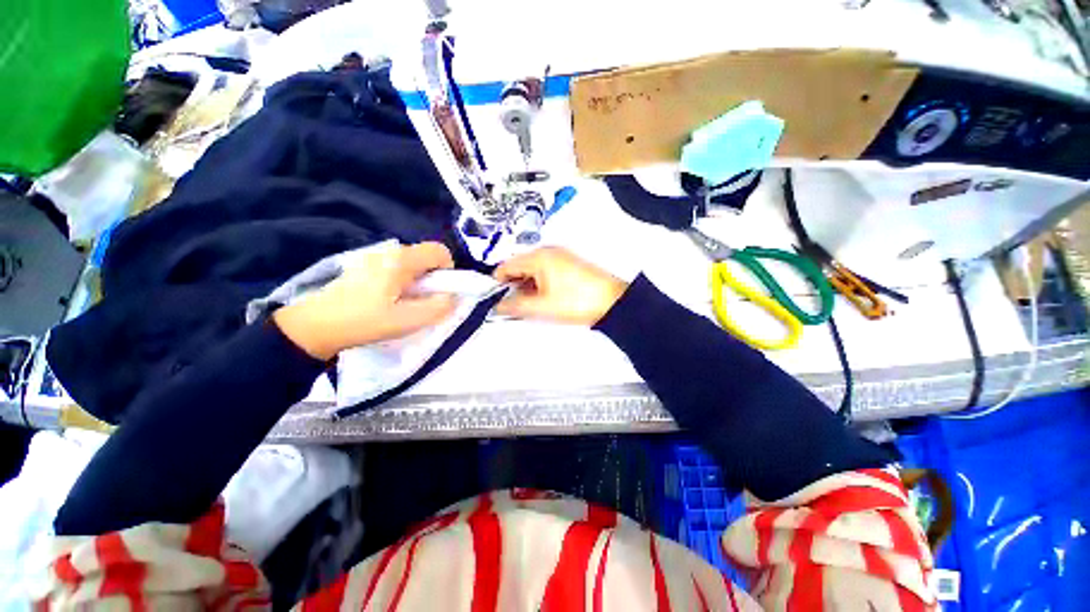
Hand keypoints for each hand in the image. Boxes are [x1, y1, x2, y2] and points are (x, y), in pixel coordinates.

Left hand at [274, 242, 457, 359]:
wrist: (313, 327)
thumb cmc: (363, 321)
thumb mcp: (407, 320)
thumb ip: (438, 307)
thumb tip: (453, 297)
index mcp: (401, 260)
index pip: (439, 250)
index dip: (448, 269)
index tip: (440, 291)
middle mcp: (388, 253)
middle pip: (425, 257)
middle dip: (433, 279)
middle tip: (422, 302)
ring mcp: (373, 259)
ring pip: (411, 265)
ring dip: (417, 282)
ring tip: (404, 304)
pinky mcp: (364, 268)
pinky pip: (395, 270)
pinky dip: (402, 283)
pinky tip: (387, 302)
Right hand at [494, 247, 628, 324]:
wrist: (612, 301)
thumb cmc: (576, 301)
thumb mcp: (541, 307)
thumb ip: (515, 306)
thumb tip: (497, 307)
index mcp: (538, 257)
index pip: (506, 266)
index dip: (497, 283)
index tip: (493, 298)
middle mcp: (547, 251)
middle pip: (519, 266)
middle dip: (513, 285)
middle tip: (512, 305)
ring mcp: (560, 256)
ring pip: (532, 270)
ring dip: (526, 286)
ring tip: (528, 304)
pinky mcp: (568, 264)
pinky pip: (545, 271)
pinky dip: (539, 283)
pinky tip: (542, 298)